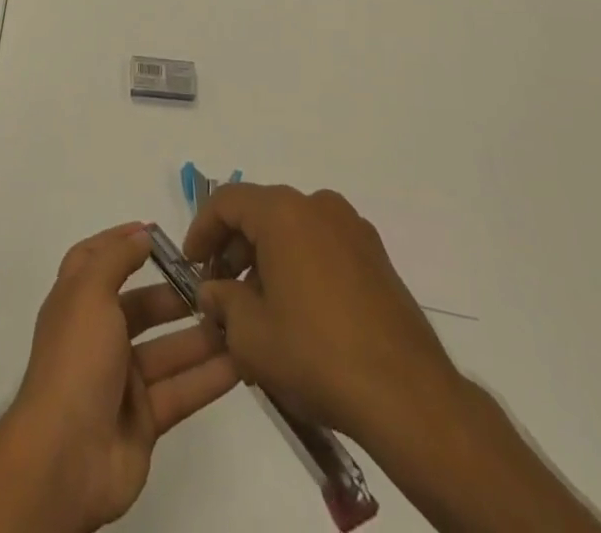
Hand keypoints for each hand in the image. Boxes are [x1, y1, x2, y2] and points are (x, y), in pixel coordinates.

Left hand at [2, 223, 238, 531]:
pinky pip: (181, 391)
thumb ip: (116, 259)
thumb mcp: (89, 292)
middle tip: (215, 285)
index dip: (120, 243)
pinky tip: (242, 362)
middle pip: (140, 307)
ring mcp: (121, 381)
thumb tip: (141, 234)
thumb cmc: (76, 359)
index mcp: (76, 302)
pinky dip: (209, 378)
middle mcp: (98, 336)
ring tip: (239, 319)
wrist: (65, 456)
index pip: (96, 260)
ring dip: (201, 336)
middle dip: (175, 295)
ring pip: (167, 350)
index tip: (154, 232)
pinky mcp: (144, 420)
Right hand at [183, 185, 465, 465]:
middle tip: (221, 292)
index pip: (226, 202)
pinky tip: (297, 314)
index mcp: (283, 212)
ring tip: (258, 310)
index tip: (191, 266)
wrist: (409, 397)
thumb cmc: (317, 355)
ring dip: (266, 259)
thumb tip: (215, 291)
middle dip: (234, 249)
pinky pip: (322, 247)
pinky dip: (300, 266)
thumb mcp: (250, 335)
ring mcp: (353, 229)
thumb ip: (221, 302)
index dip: (201, 231)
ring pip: (292, 230)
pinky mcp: (376, 257)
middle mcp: (318, 205)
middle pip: (260, 212)